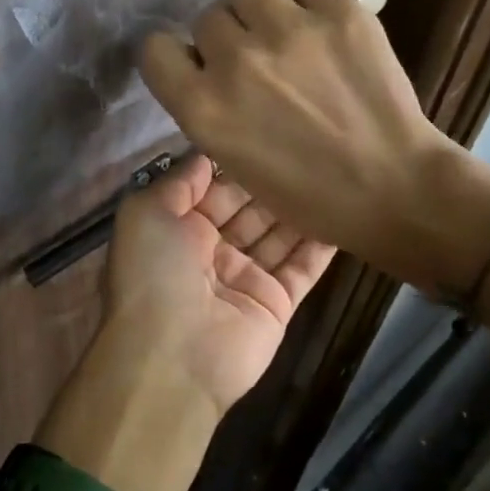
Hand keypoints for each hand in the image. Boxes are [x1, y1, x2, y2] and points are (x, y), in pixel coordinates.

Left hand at [105, 154, 334, 414]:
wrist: (173, 356)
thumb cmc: (154, 273)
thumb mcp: (146, 212)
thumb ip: (179, 180)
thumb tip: (205, 153)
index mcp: (178, 229)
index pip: (213, 190)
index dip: (236, 165)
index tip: (268, 134)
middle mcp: (212, 251)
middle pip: (249, 209)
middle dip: (272, 183)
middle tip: (309, 147)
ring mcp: (246, 278)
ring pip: (278, 235)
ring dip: (299, 207)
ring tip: (331, 170)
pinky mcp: (277, 303)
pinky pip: (303, 267)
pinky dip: (322, 244)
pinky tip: (343, 211)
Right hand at [139, 0, 459, 282]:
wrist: (394, 189)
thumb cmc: (311, 195)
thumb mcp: (235, 162)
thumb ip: (211, 109)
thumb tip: (210, 67)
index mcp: (204, 109)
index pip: (155, 49)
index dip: (174, 55)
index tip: (196, 63)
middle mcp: (236, 62)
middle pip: (208, 18)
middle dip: (229, 38)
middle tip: (260, 61)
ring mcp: (289, 31)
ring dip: (259, 5)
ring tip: (286, 28)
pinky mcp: (339, 12)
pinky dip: (311, 0)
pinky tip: (326, 28)